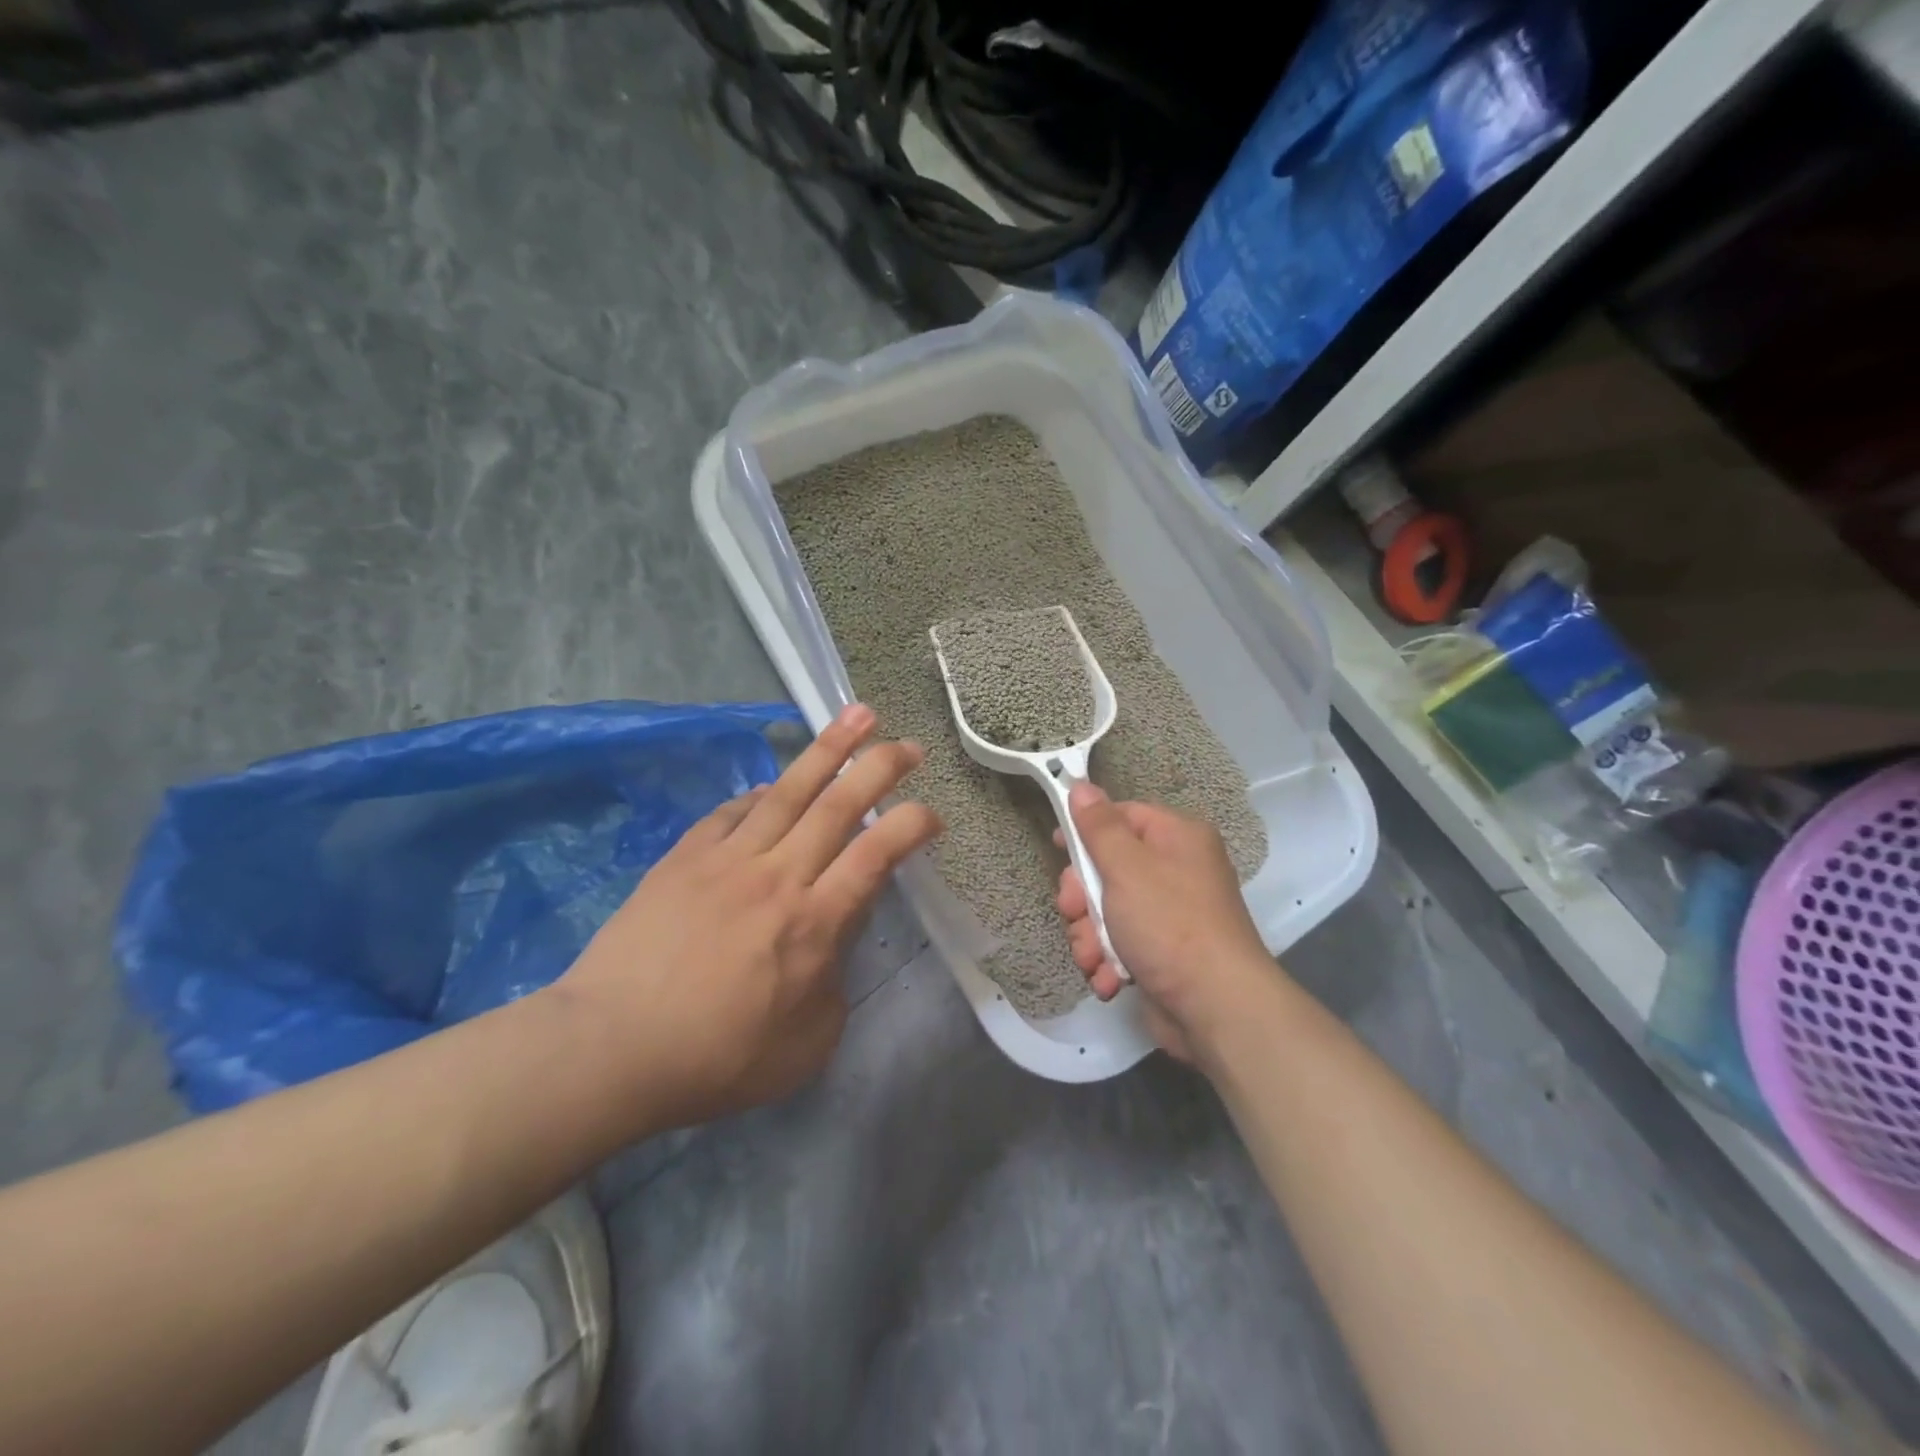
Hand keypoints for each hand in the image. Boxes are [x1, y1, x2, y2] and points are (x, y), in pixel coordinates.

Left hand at [554, 704, 940, 1131]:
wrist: (611, 1048)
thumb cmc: (716, 1058)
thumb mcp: (805, 1045)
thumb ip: (834, 987)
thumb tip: (834, 947)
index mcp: (814, 923)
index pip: (875, 855)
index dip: (910, 826)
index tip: (932, 815)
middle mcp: (778, 876)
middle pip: (838, 806)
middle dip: (880, 767)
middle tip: (908, 744)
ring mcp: (728, 859)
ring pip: (789, 790)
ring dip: (829, 750)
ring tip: (857, 715)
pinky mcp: (685, 857)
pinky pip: (734, 811)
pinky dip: (762, 792)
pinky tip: (774, 785)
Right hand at [1054, 782, 1279, 1064]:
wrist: (1216, 1008)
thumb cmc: (1169, 924)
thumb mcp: (1126, 867)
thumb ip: (1099, 827)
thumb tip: (1082, 785)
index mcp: (1177, 838)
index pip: (1122, 816)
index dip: (1086, 830)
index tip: (1058, 847)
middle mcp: (1176, 870)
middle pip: (1107, 868)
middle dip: (1083, 898)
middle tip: (1074, 914)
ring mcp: (1169, 915)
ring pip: (1106, 911)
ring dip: (1090, 936)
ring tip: (1095, 958)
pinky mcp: (1162, 953)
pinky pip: (1120, 944)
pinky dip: (1109, 961)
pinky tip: (1110, 979)